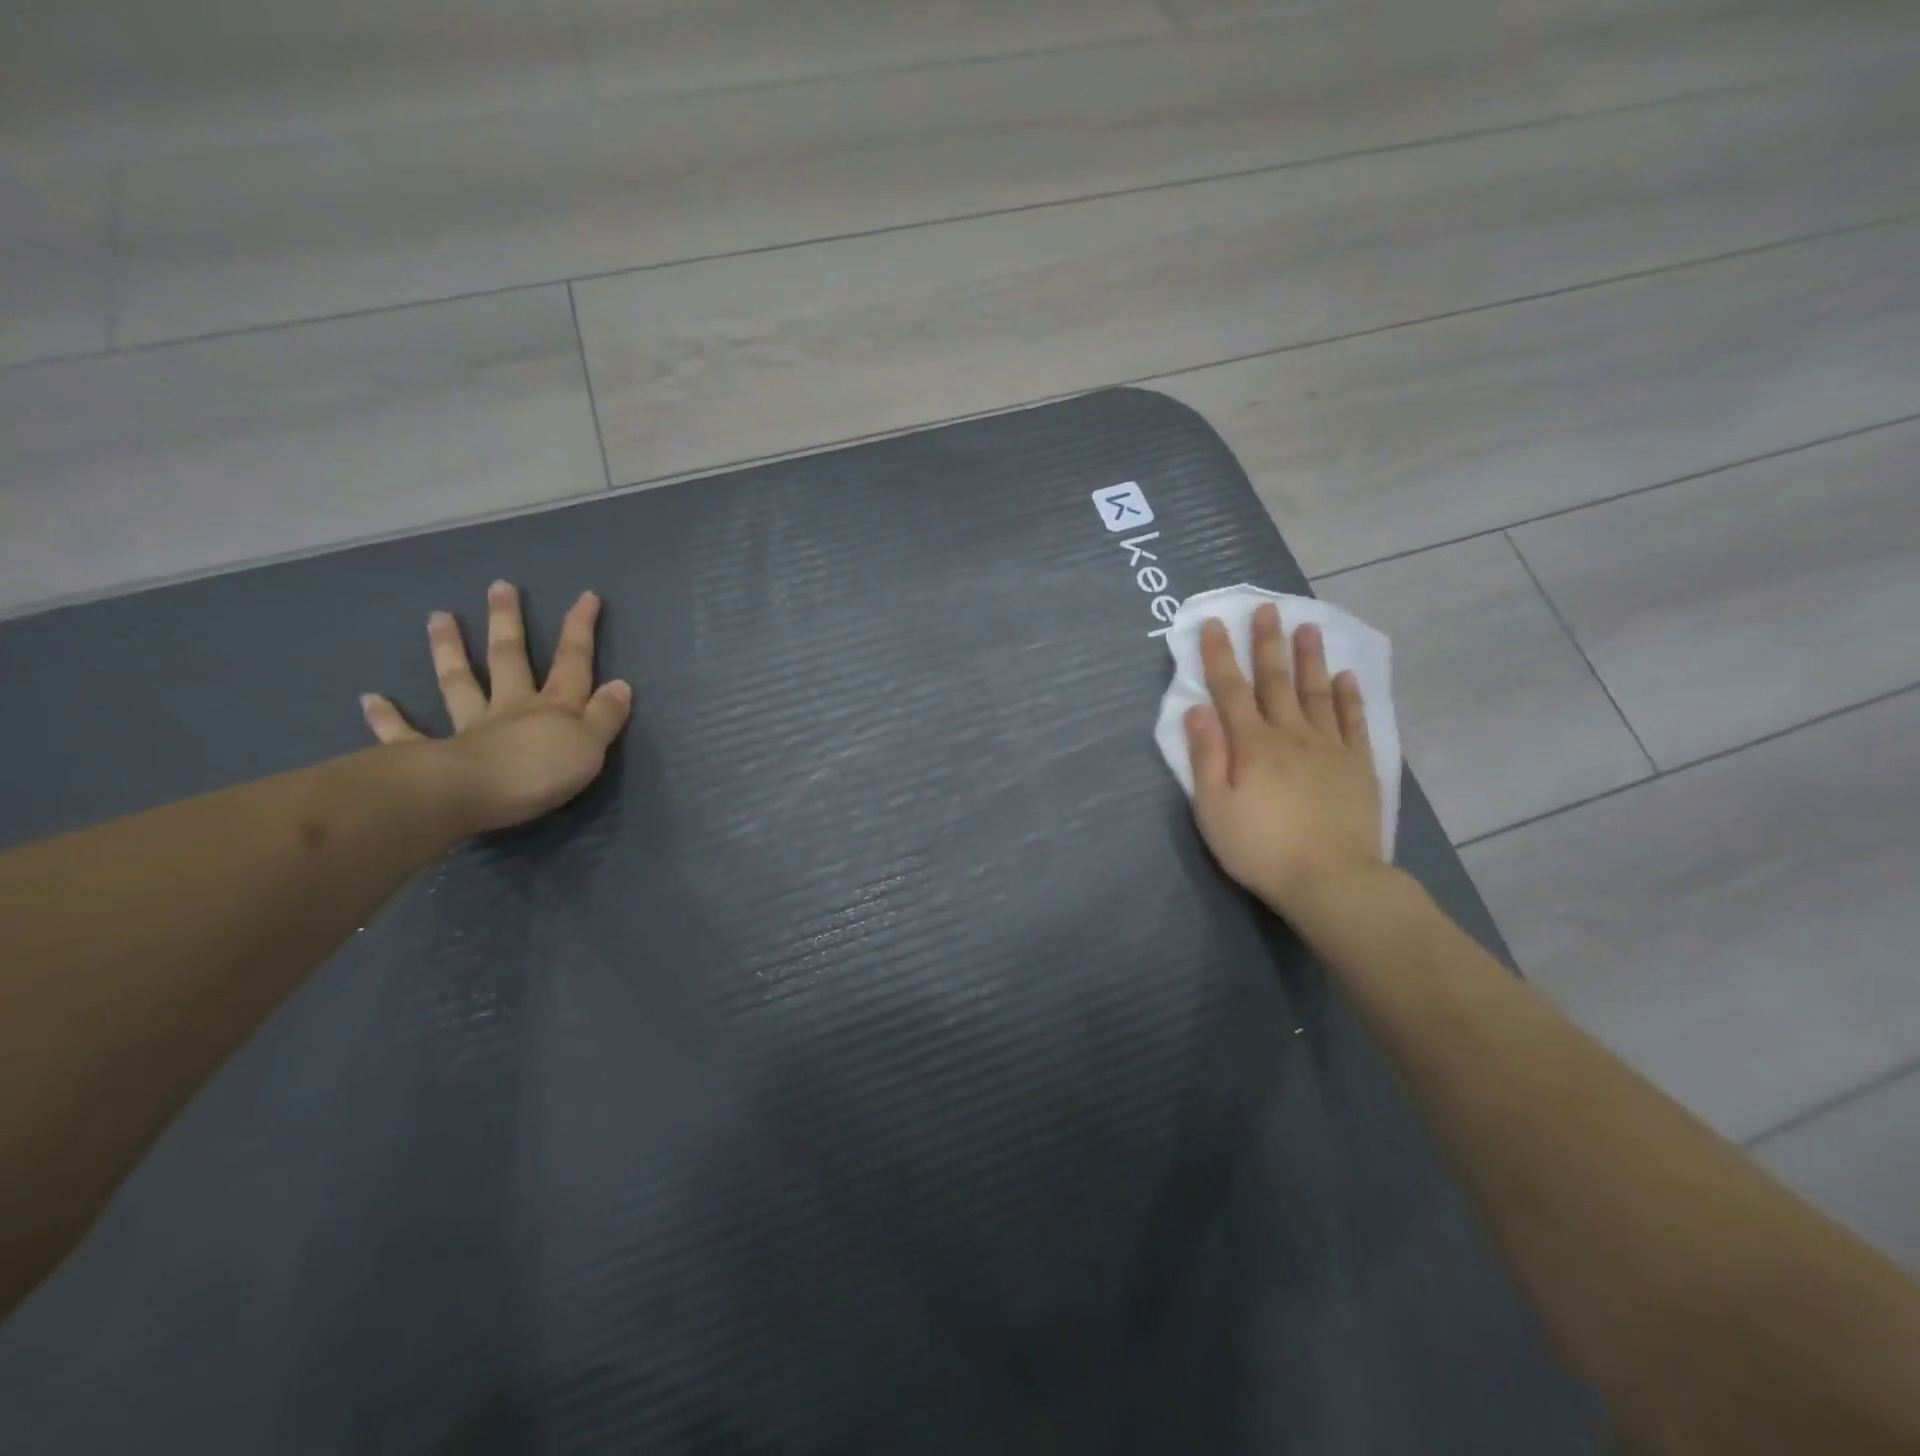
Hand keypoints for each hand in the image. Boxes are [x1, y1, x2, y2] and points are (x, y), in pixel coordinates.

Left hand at [360, 581, 632, 834]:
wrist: (471, 796)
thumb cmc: (539, 772)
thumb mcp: (589, 745)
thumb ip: (605, 717)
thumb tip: (620, 685)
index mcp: (553, 708)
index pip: (573, 661)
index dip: (581, 629)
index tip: (586, 596)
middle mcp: (511, 709)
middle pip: (510, 659)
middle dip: (508, 622)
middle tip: (499, 586)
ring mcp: (469, 728)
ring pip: (460, 683)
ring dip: (450, 651)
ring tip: (439, 617)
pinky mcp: (432, 755)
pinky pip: (406, 734)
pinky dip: (388, 718)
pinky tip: (370, 700)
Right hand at [1183, 603, 1384, 919]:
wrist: (1332, 881)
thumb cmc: (1261, 849)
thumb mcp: (1214, 809)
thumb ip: (1206, 757)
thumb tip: (1197, 711)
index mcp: (1251, 745)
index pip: (1230, 690)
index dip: (1219, 655)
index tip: (1214, 624)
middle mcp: (1290, 734)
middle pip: (1276, 681)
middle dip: (1267, 643)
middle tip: (1267, 608)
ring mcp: (1329, 747)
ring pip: (1316, 692)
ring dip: (1309, 658)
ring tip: (1307, 627)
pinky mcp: (1358, 765)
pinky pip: (1353, 721)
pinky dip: (1349, 697)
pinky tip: (1346, 677)